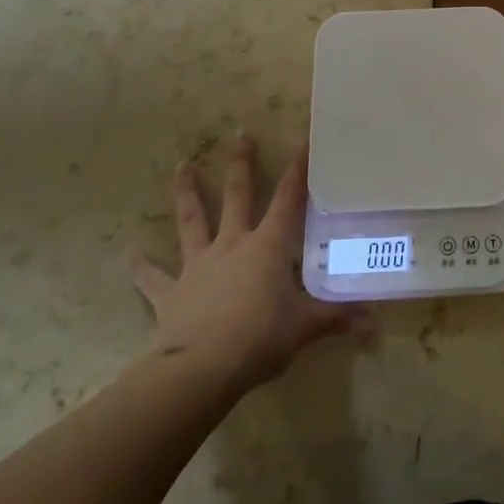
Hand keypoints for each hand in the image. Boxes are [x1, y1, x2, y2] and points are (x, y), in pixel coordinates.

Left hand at [130, 135, 364, 393]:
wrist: (200, 370)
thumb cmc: (260, 339)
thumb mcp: (305, 327)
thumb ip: (337, 319)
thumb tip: (375, 324)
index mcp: (268, 246)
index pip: (288, 199)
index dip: (297, 170)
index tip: (302, 140)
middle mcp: (232, 245)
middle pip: (238, 196)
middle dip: (241, 163)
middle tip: (240, 133)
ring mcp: (198, 266)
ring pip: (192, 221)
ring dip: (187, 193)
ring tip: (182, 165)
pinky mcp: (170, 293)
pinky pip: (152, 277)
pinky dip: (140, 266)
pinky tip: (129, 254)